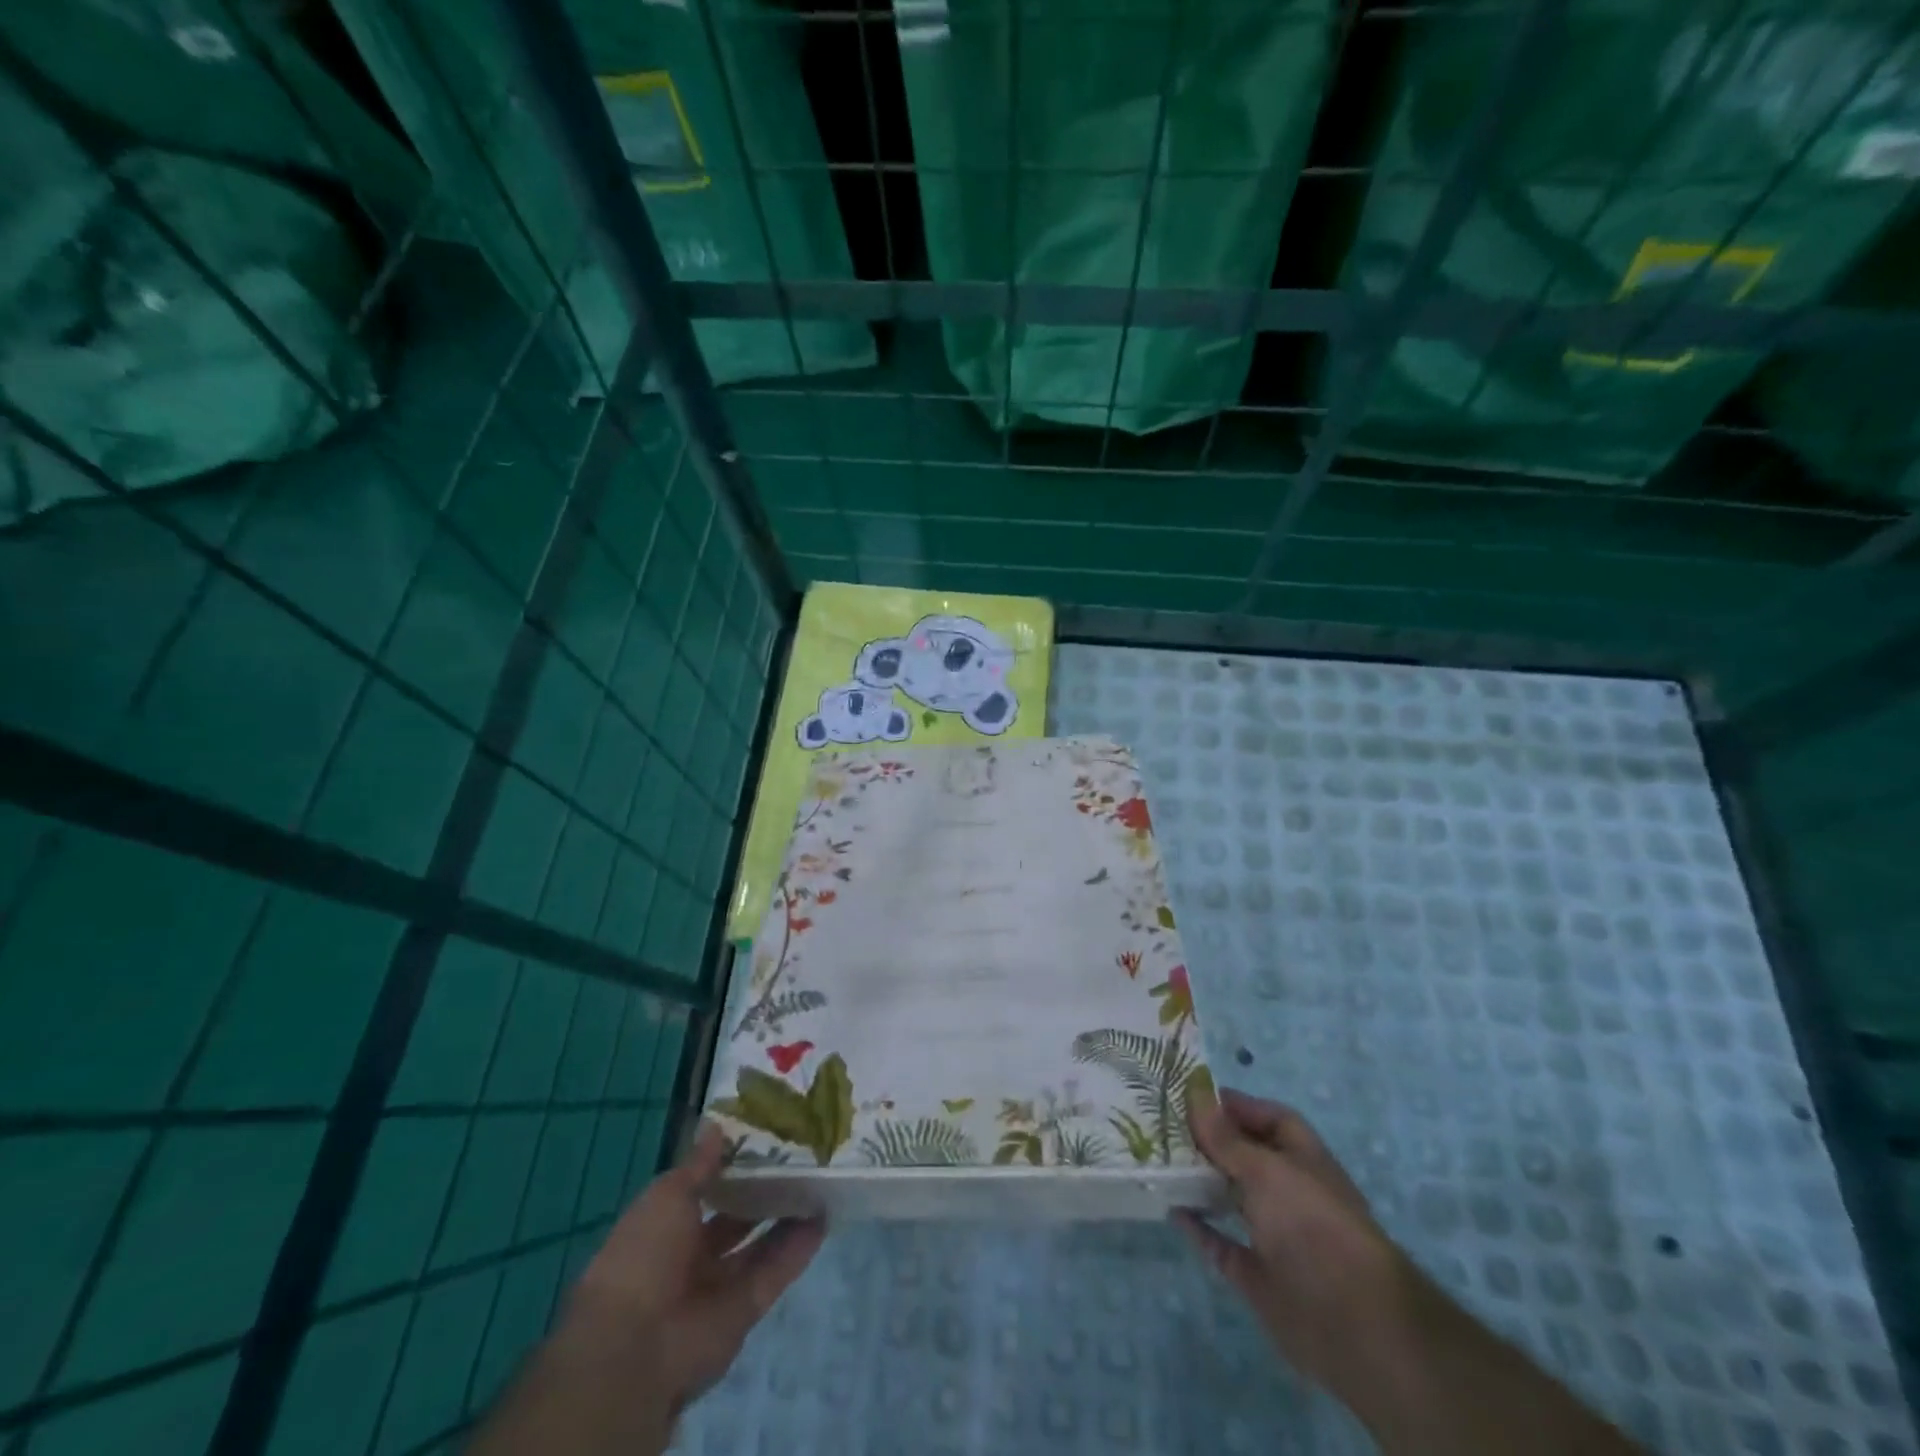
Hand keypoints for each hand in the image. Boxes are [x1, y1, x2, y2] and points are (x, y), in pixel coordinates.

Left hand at [559, 1122, 825, 1416]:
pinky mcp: (746, 1309)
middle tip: (801, 1155)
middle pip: (735, 1219)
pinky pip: (775, 1271)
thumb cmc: (643, 1256)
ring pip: (760, 1244)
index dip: (729, 1166)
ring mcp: (719, 1285)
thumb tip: (717, 1127)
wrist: (637, 1347)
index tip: (761, 1137)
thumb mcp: (667, 1195)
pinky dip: (799, 1248)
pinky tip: (824, 1217)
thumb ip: (699, 1165)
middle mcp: (691, 1256)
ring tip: (820, 1180)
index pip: (703, 1191)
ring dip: (787, 1216)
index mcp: (663, 1228)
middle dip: (763, 1191)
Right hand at [1176, 1090, 1410, 1394]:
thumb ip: (1226, 1138)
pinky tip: (1172, 1209)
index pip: (1272, 1119)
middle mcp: (1291, 1192)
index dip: (1238, 1105)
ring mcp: (1275, 1235)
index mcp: (1304, 1160)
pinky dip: (1199, 1227)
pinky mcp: (1258, 1274)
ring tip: (1161, 1159)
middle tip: (1166, 1123)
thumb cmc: (1310, 1223)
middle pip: (1248, 1156)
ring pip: (1233, 1197)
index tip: (1193, 1095)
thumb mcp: (1265, 1169)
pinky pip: (1222, 1243)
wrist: (1348, 1320)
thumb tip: (1195, 1097)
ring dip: (1202, 1180)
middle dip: (1212, 1140)